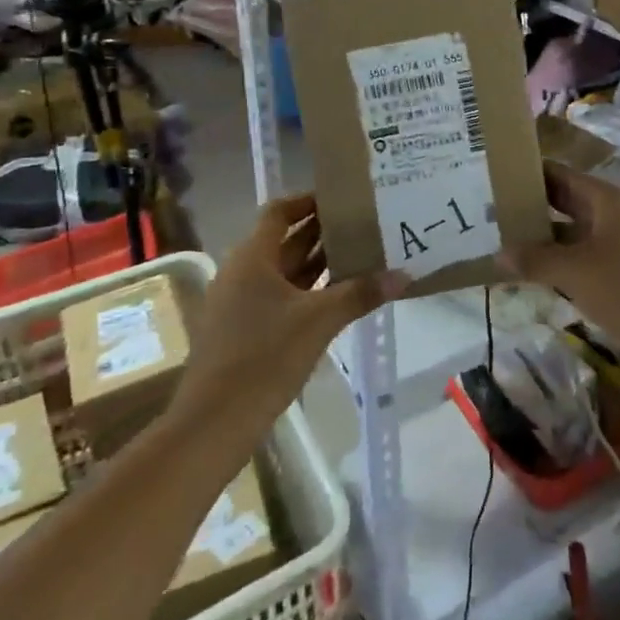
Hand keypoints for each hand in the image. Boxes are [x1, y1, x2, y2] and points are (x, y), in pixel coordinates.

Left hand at [179, 193, 405, 414]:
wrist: (215, 422)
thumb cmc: (265, 357)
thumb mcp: (320, 320)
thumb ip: (361, 293)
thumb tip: (404, 275)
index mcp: (252, 258)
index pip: (280, 212)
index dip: (309, 201)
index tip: (344, 198)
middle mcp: (243, 273)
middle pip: (285, 240)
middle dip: (323, 231)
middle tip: (365, 223)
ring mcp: (242, 303)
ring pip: (286, 271)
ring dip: (320, 262)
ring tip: (362, 253)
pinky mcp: (246, 330)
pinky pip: (283, 296)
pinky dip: (311, 290)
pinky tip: (341, 296)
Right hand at [497, 162, 619, 358]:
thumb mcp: (573, 272)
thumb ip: (534, 260)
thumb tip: (499, 254)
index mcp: (610, 201)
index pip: (565, 176)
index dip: (535, 175)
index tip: (503, 178)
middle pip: (573, 202)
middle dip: (538, 208)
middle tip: (500, 213)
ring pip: (581, 232)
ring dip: (551, 238)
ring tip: (514, 244)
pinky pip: (591, 255)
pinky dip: (568, 260)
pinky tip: (543, 274)